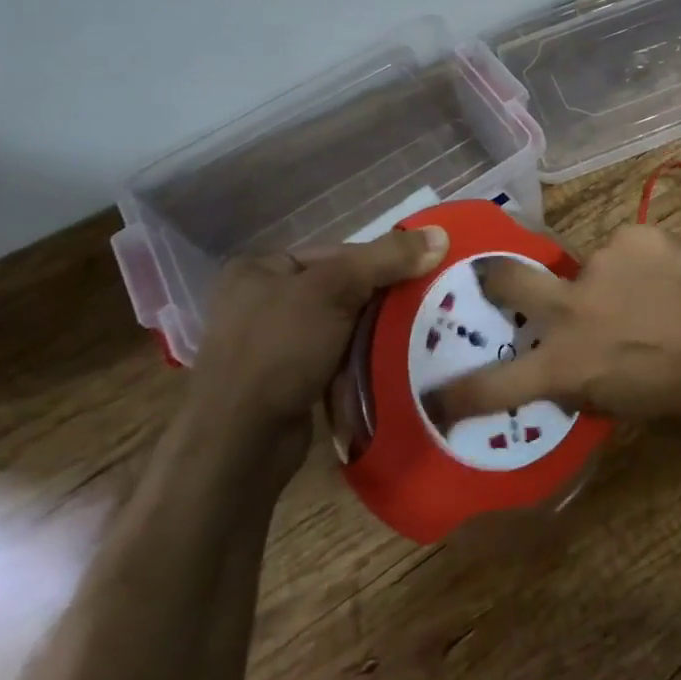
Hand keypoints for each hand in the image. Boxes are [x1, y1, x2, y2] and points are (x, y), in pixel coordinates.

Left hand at [191, 227, 448, 473]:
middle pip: (343, 287)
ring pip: (342, 324)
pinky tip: (390, 361)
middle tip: (427, 303)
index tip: (422, 275)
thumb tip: (441, 234)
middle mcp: (261, 301)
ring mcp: (271, 345)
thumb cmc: (279, 350)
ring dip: (376, 330)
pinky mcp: (285, 382)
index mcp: (261, 269)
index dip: (382, 261)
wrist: (239, 445)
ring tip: (417, 333)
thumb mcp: (335, 290)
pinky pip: (336, 357)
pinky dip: (362, 357)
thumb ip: (387, 258)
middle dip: (383, 298)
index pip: (339, 253)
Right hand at [423, 224, 680, 426]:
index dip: (459, 392)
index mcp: (567, 362)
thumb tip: (568, 368)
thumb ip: (584, 382)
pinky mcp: (635, 234)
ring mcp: (601, 262)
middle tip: (493, 279)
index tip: (436, 394)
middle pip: (507, 279)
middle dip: (494, 279)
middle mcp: (571, 306)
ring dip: (605, 280)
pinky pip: (626, 249)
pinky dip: (639, 263)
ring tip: (647, 293)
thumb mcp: (626, 405)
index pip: (495, 384)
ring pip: (587, 266)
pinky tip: (671, 276)